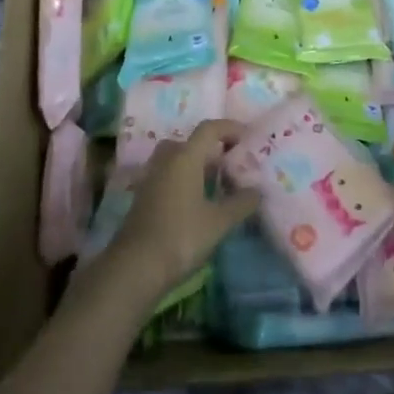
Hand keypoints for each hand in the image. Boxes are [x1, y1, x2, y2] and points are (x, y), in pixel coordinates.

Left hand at [107, 121, 257, 298]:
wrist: (136, 266)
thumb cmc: (181, 236)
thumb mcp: (218, 221)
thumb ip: (241, 203)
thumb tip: (257, 191)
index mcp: (185, 157)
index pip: (209, 129)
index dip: (230, 128)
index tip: (248, 137)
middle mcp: (166, 159)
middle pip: (191, 142)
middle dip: (212, 148)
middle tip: (232, 162)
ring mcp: (151, 177)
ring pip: (177, 158)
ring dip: (197, 163)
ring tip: (217, 181)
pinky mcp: (143, 195)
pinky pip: (168, 174)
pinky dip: (184, 178)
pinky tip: (197, 200)